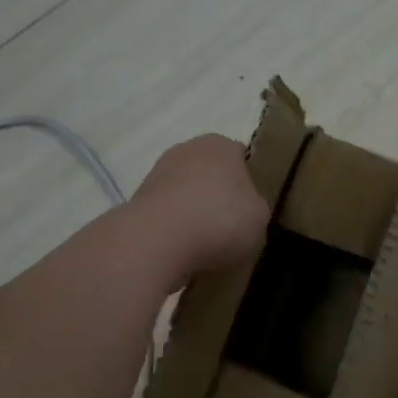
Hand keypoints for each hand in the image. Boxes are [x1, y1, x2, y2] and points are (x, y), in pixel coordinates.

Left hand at [128, 134, 267, 277]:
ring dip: (194, 214)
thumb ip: (256, 208)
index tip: (251, 209)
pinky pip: (166, 214)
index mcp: (222, 145)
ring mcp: (158, 173)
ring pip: (186, 194)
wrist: (156, 241)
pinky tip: (182, 251)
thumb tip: (245, 210)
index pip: (242, 158)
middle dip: (219, 197)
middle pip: (211, 174)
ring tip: (206, 247)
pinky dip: (173, 229)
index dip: (249, 183)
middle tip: (231, 229)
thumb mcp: (260, 219)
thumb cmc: (219, 221)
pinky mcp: (138, 200)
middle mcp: (188, 149)